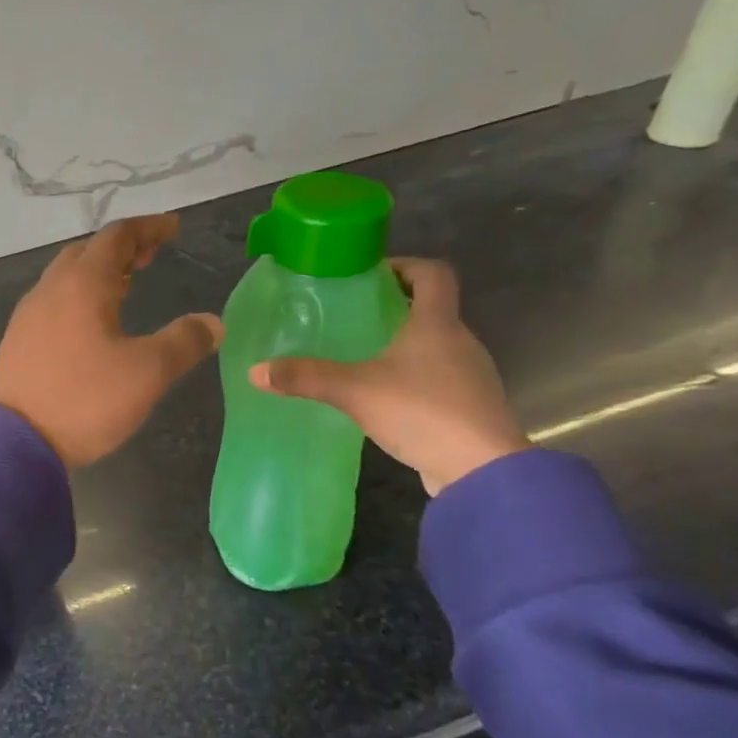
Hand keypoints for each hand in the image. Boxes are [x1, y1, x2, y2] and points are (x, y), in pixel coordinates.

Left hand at [0, 214, 223, 467]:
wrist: (12, 440)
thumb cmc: (84, 399)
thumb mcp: (147, 373)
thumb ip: (184, 342)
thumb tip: (213, 322)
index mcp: (82, 284)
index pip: (117, 237)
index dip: (148, 228)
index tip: (173, 227)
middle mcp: (50, 290)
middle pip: (87, 252)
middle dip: (121, 248)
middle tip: (150, 256)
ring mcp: (28, 316)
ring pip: (66, 277)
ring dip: (98, 272)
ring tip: (126, 285)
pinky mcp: (18, 341)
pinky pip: (53, 302)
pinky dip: (79, 296)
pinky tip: (91, 323)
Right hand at [252, 258, 528, 494]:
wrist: (482, 471)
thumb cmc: (422, 412)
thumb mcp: (354, 391)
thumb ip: (305, 377)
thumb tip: (256, 370)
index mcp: (438, 324)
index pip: (433, 274)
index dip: (405, 266)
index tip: (372, 274)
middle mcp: (460, 341)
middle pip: (432, 309)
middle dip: (394, 307)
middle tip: (352, 316)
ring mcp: (469, 375)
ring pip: (435, 345)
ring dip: (403, 343)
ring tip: (360, 356)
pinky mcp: (468, 406)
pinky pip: (438, 377)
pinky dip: (412, 376)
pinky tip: (383, 395)